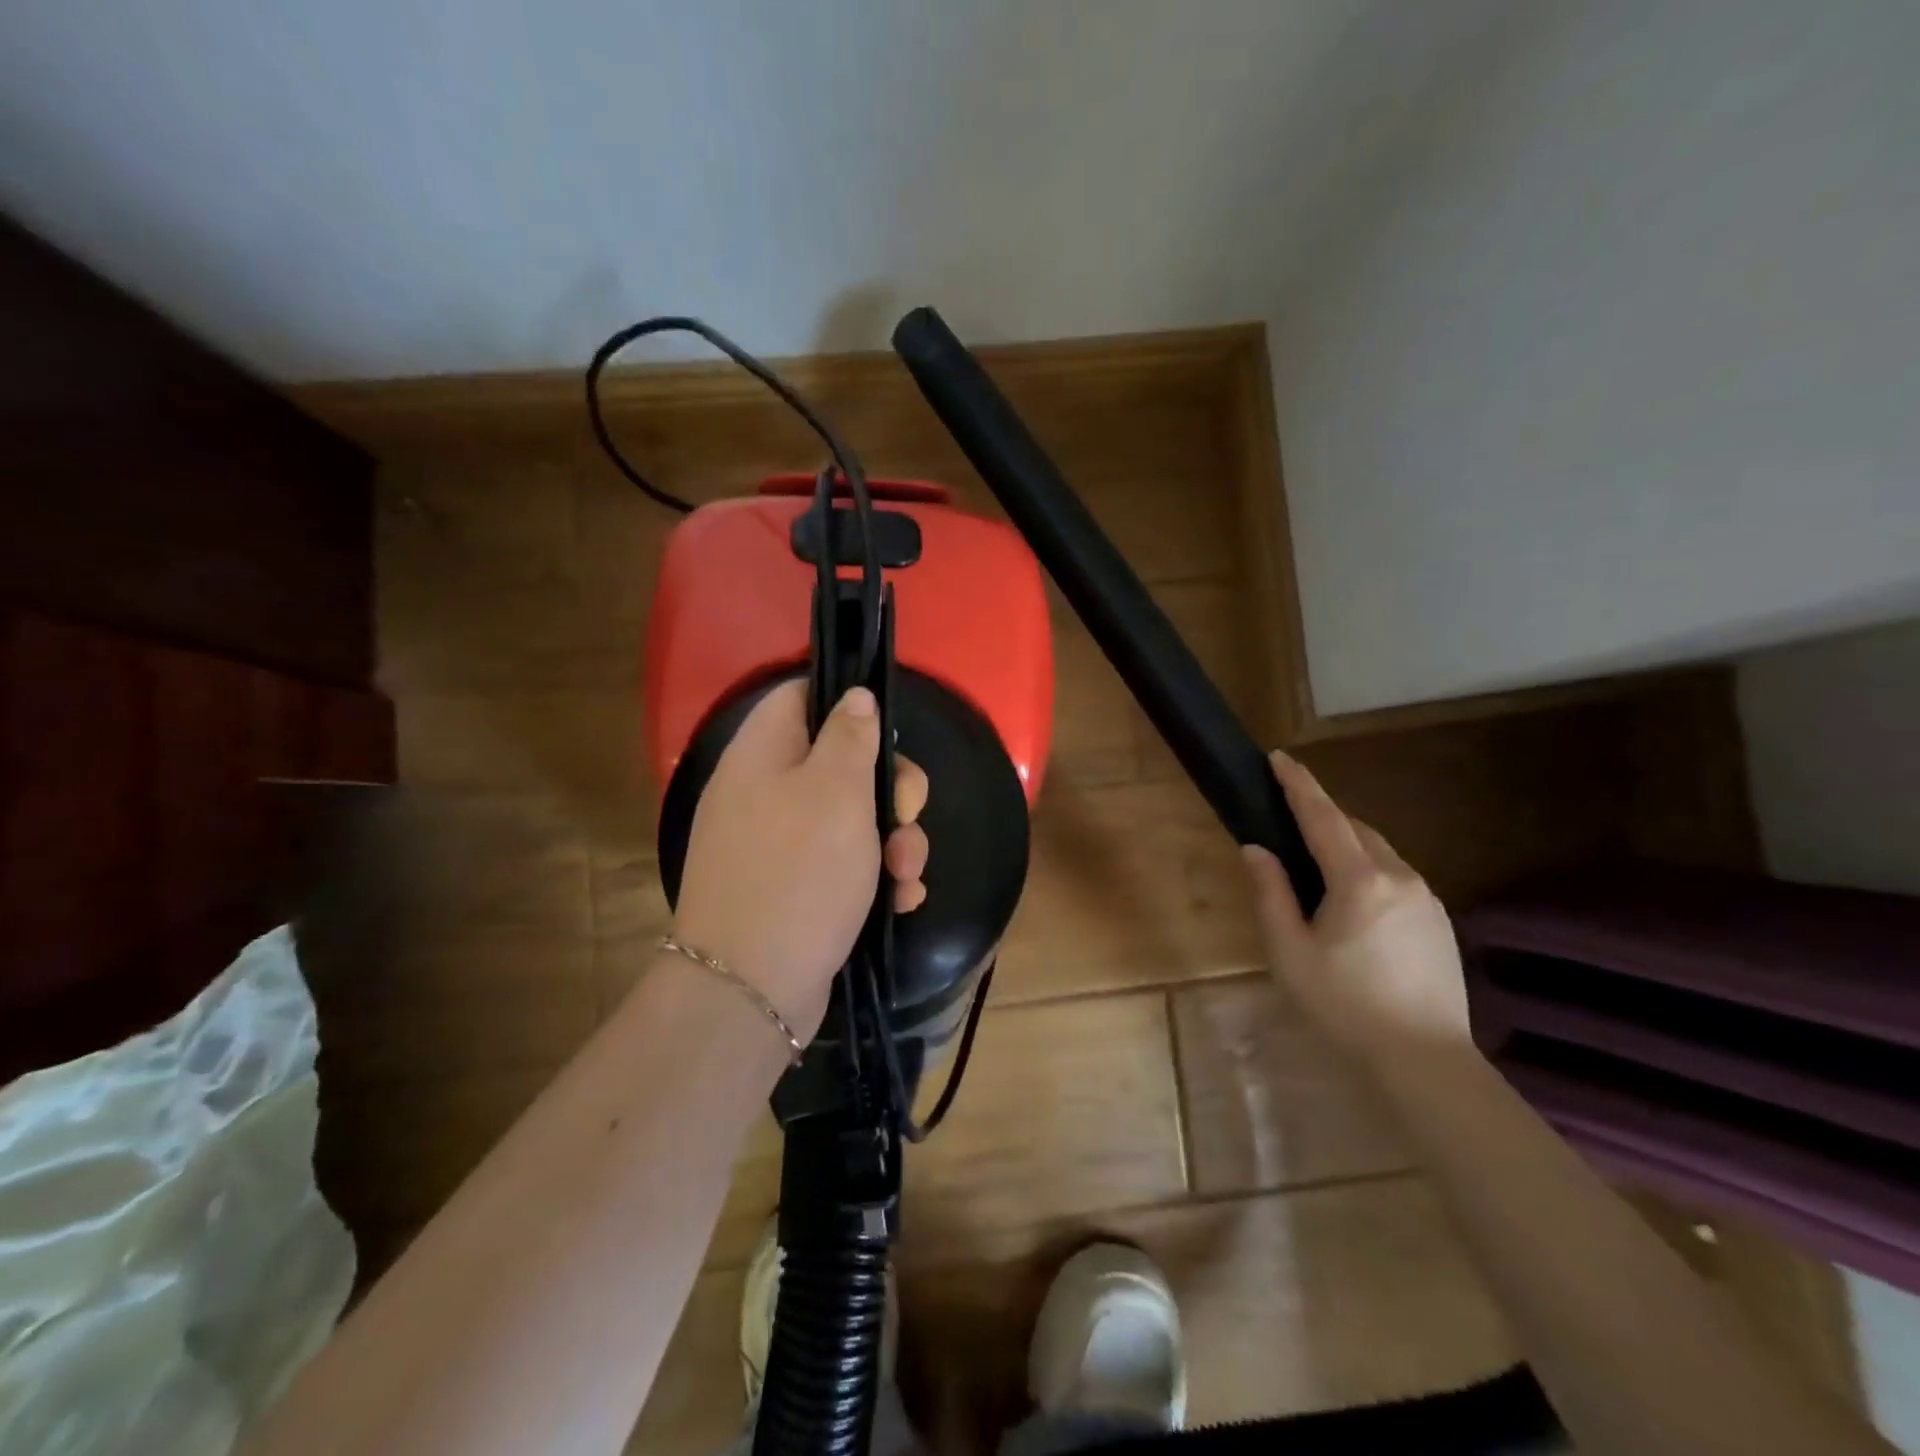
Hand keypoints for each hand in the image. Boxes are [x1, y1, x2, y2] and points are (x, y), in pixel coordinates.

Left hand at [670, 680, 928, 1042]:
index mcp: (762, 756)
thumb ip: (850, 736)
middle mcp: (763, 794)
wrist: (752, 989)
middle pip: (838, 763)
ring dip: (892, 841)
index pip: (800, 697)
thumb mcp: (836, 792)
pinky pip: (841, 865)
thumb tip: (854, 695)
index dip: (846, 704)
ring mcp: (776, 846)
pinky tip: (900, 902)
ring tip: (908, 875)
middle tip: (908, 815)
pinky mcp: (792, 889)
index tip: (887, 731)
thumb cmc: (800, 873)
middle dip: (889, 790)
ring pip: (850, 819)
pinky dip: (873, 878)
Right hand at [1240, 750, 1471, 1069]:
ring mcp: (1427, 897)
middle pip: (1354, 827)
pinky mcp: (1440, 919)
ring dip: (1346, 842)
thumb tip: (1256, 849)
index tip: (1279, 757)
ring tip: (1316, 863)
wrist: (1425, 1059)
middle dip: (1321, 814)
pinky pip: (1396, 875)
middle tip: (1287, 818)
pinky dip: (1368, 868)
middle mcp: (1399, 876)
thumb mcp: (1289, 951)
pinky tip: (1352, 900)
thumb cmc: (1344, 1005)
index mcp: (1358, 880)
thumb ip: (1271, 893)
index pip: (1322, 816)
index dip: (1298, 784)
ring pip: (1378, 850)